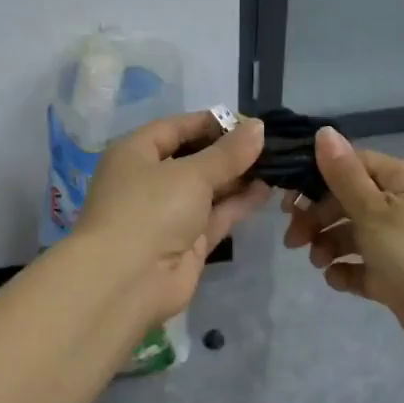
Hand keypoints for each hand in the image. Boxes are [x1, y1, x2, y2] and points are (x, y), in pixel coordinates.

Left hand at [76, 111, 270, 330]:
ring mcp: (168, 214)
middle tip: (269, 143)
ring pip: (207, 188)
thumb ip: (228, 153)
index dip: (210, 122)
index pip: (175, 128)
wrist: (128, 281)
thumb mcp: (191, 173)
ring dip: (238, 177)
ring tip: (276, 163)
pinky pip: (215, 215)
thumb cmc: (151, 209)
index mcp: (135, 154)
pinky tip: (267, 189)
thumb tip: (257, 127)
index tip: (247, 121)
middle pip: (193, 158)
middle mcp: (149, 180)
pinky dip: (238, 203)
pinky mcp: (186, 242)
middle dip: (229, 151)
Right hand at [283, 127, 403, 365]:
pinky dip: (348, 271)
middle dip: (318, 218)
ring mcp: (403, 242)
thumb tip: (324, 131)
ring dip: (330, 245)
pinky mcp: (401, 275)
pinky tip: (336, 280)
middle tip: (293, 241)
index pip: (353, 165)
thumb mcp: (374, 210)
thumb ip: (343, 174)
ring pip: (355, 234)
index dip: (318, 179)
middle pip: (349, 201)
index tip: (290, 202)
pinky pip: (366, 266)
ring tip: (318, 263)